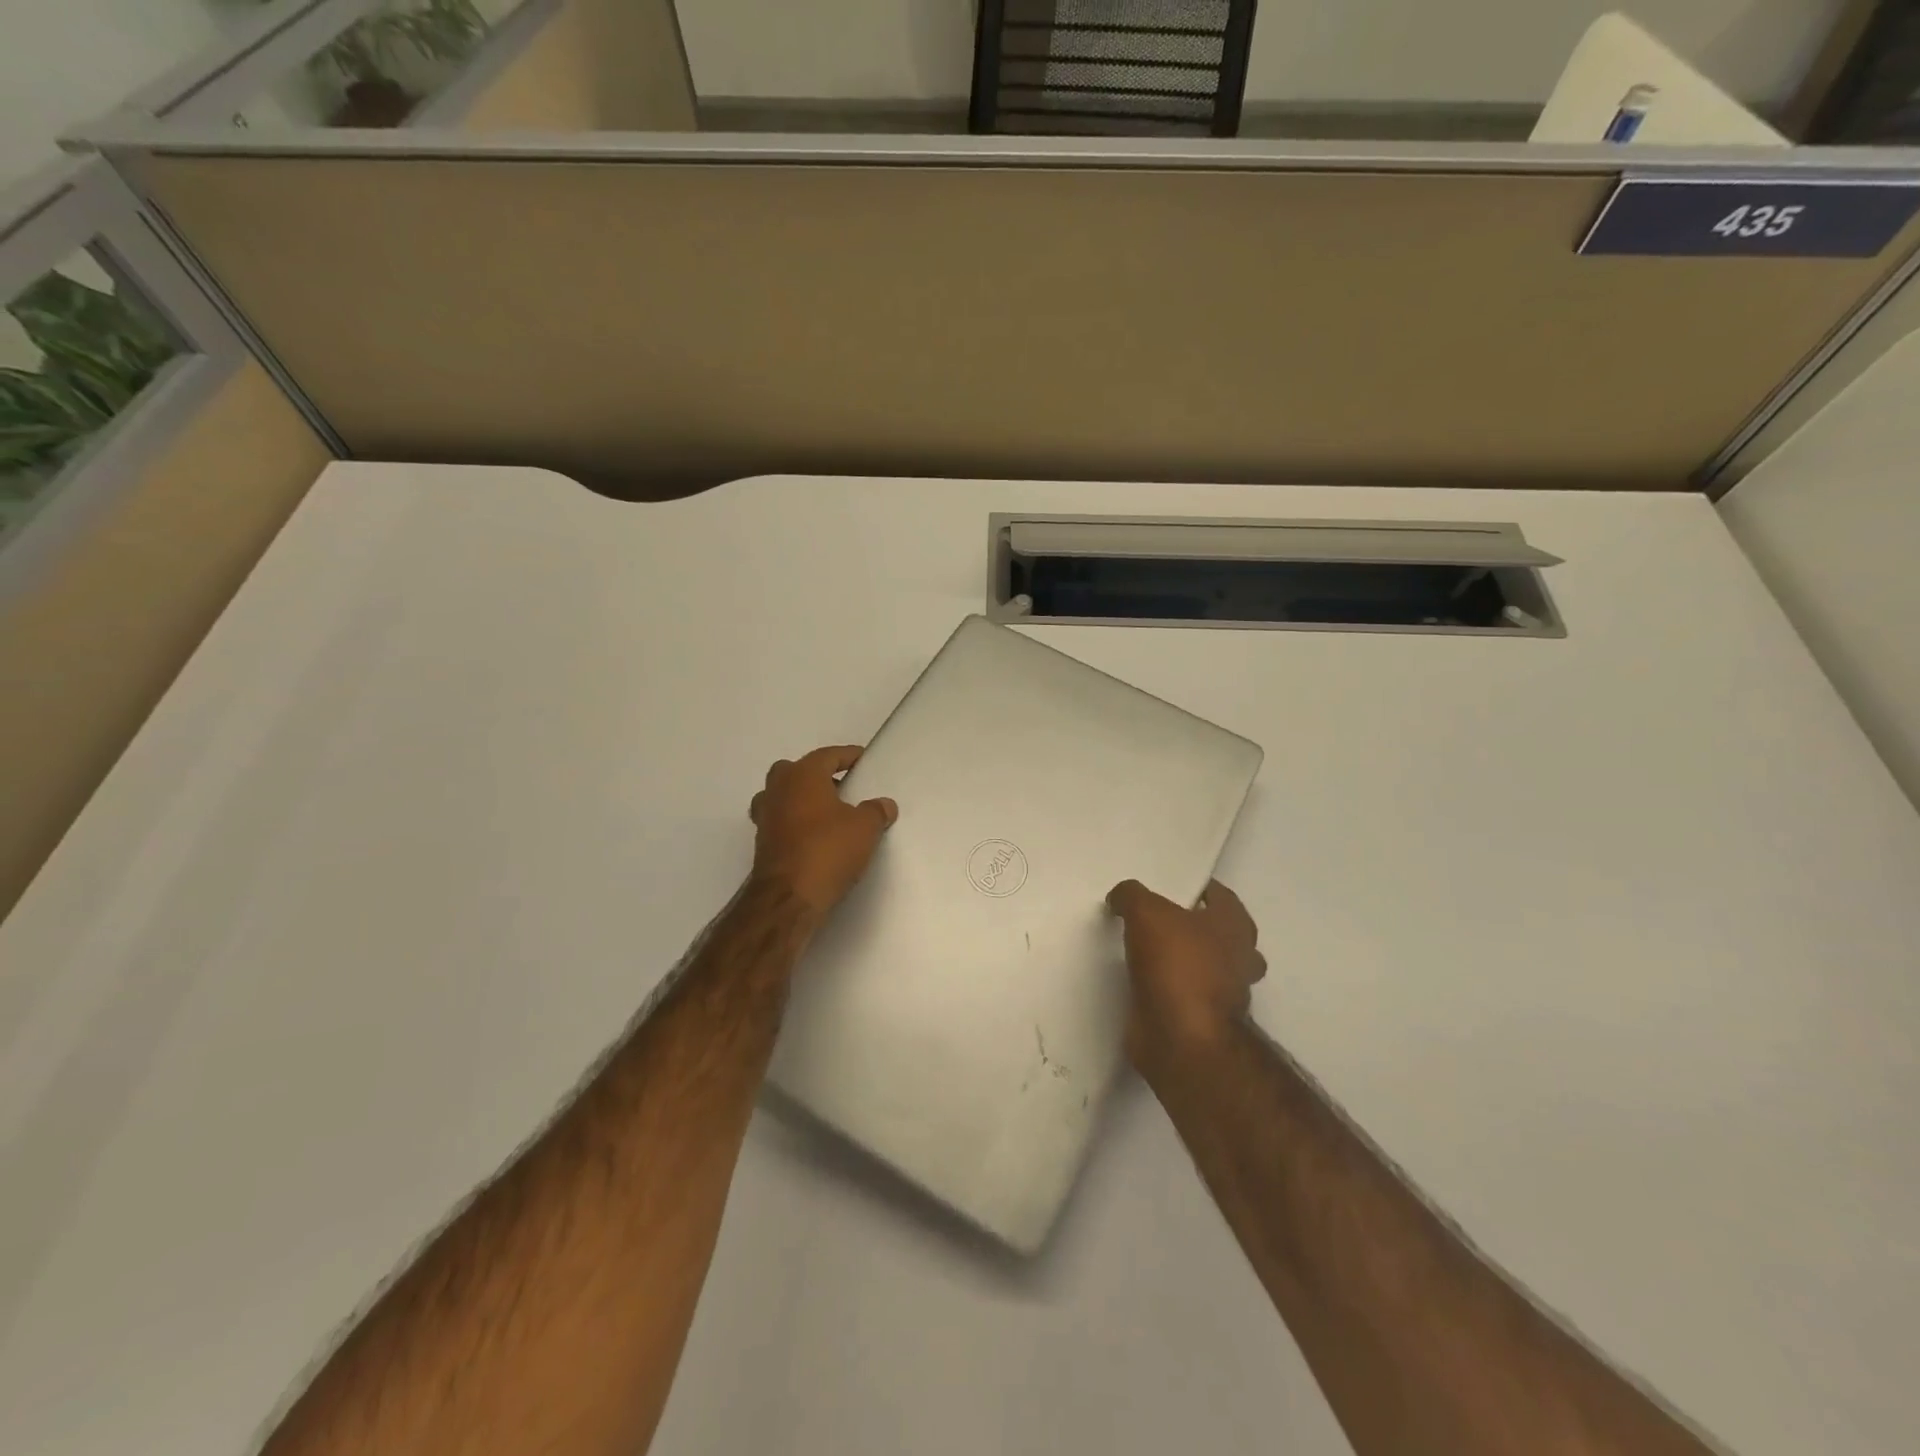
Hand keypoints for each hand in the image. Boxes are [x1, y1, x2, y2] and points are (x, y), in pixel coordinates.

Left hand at [750, 745, 898, 920]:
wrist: (789, 898)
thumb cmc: (828, 850)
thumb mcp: (865, 828)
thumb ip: (876, 811)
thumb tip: (884, 805)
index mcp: (802, 775)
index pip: (827, 756)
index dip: (847, 756)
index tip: (861, 759)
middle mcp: (778, 789)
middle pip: (797, 771)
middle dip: (818, 775)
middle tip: (842, 787)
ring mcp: (765, 816)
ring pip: (783, 795)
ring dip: (802, 799)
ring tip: (828, 812)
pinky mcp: (762, 842)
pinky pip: (781, 820)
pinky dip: (796, 822)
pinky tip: (814, 836)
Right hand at [1107, 879, 1266, 1079]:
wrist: (1182, 1039)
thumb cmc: (1177, 965)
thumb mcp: (1146, 912)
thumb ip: (1132, 895)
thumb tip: (1121, 898)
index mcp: (1235, 926)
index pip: (1219, 895)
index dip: (1194, 888)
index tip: (1165, 887)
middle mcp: (1239, 958)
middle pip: (1215, 932)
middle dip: (1190, 926)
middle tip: (1153, 919)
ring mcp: (1224, 994)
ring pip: (1203, 966)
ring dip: (1179, 960)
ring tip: (1141, 949)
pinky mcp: (1202, 1021)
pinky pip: (1183, 994)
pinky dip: (1166, 988)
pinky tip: (1138, 980)